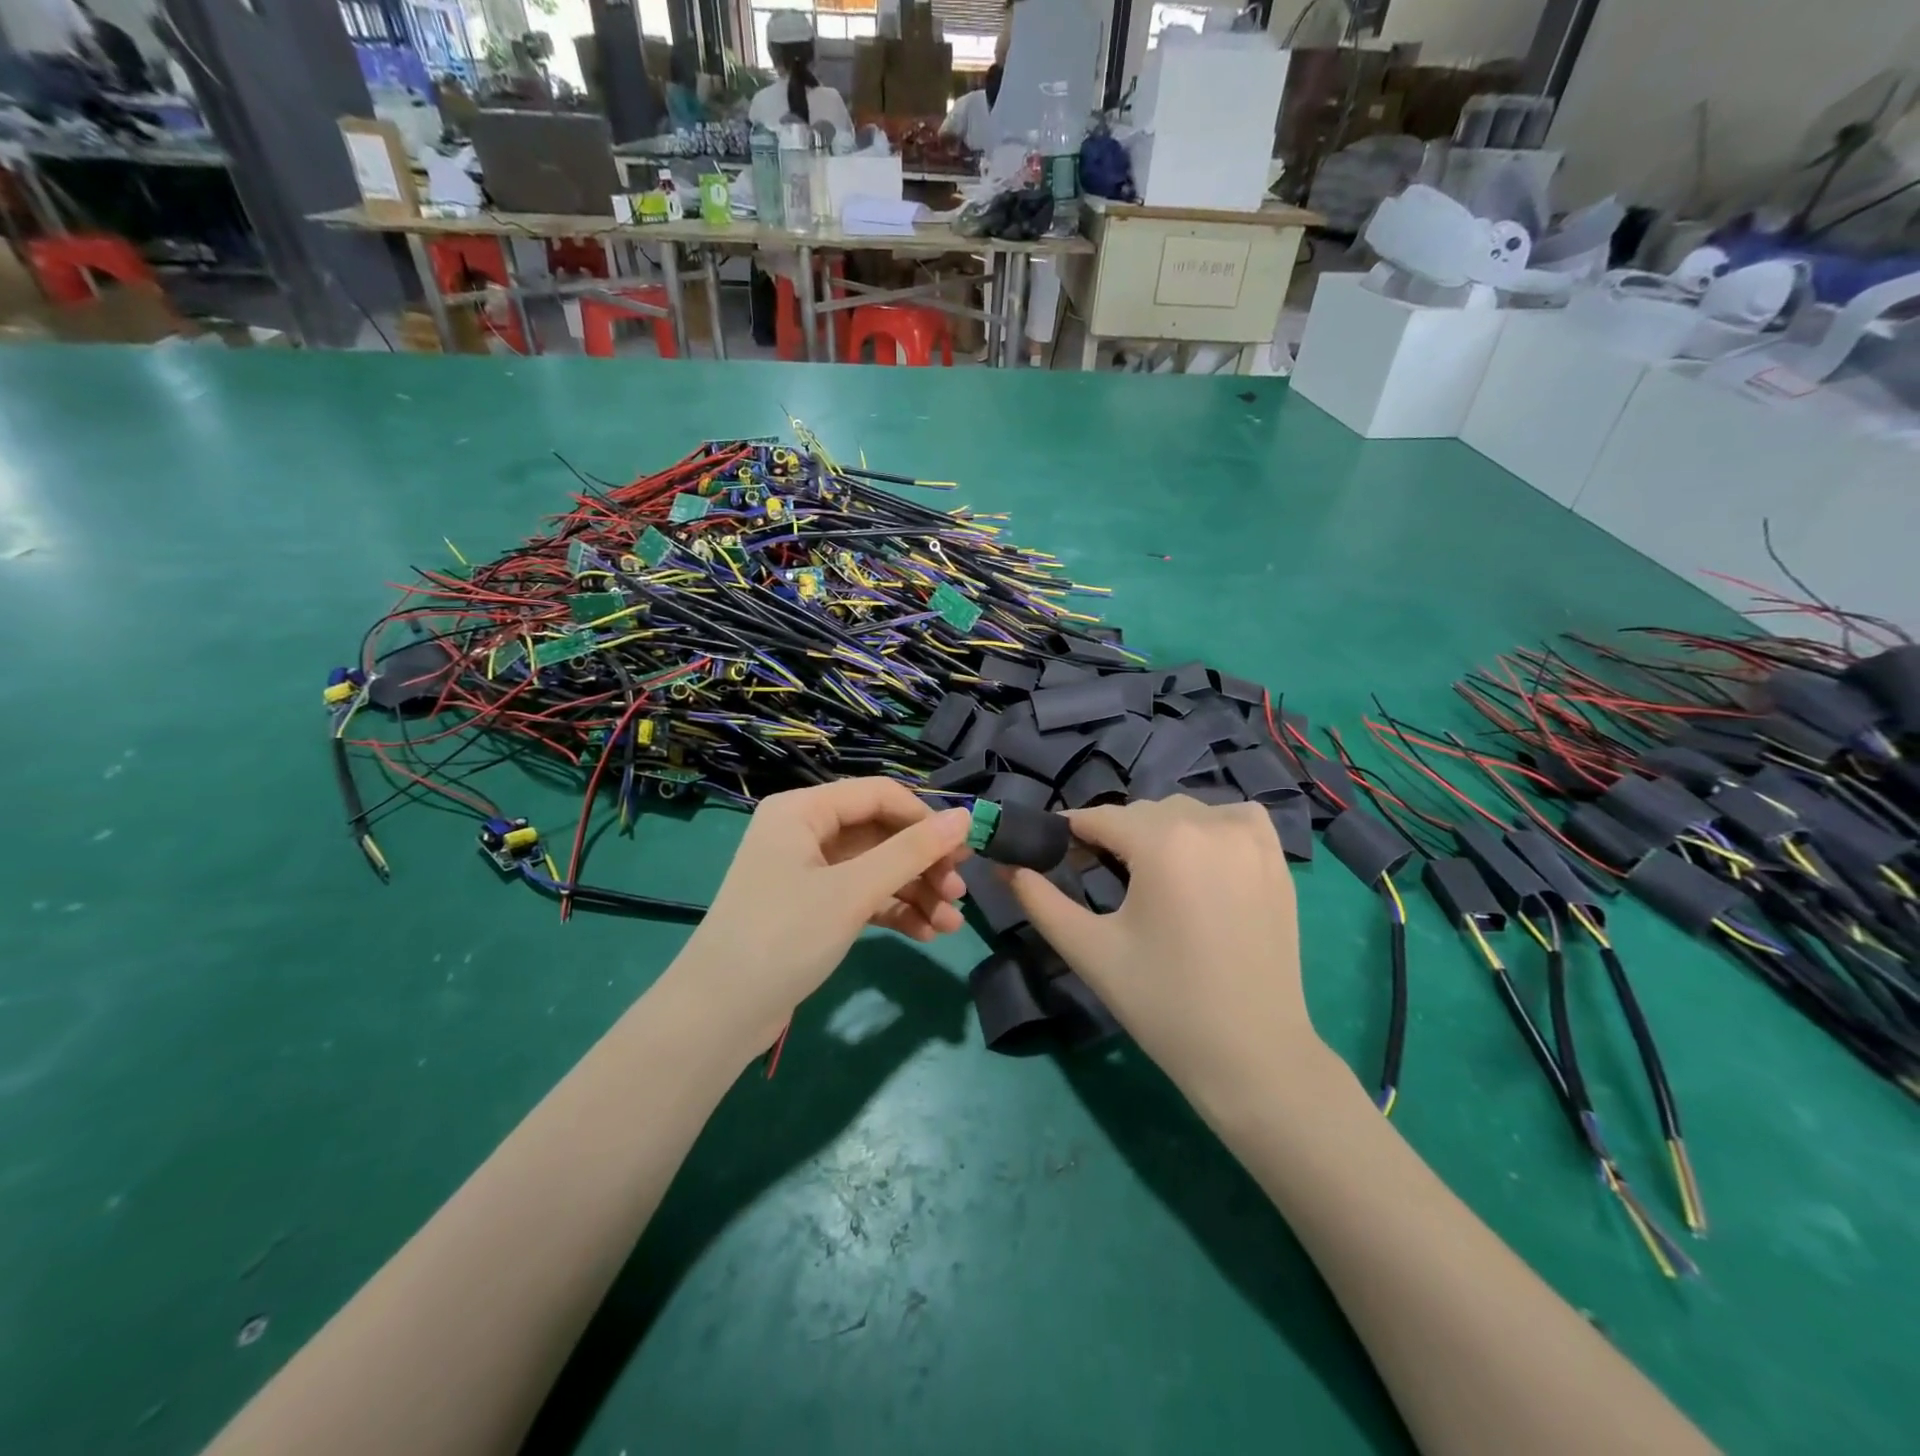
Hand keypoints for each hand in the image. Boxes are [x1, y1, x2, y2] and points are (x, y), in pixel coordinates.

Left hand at [668, 778, 972, 1054]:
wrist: (718, 1016)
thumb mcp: (853, 891)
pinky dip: (893, 911)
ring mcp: (808, 872)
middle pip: (880, 833)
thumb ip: (911, 852)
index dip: (924, 819)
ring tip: (951, 923)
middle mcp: (805, 832)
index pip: (879, 795)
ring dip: (915, 892)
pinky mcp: (813, 907)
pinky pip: (863, 896)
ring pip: (876, 868)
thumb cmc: (784, 936)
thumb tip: (967, 817)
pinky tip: (926, 933)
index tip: (963, 851)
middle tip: (959, 893)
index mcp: (803, 809)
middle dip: (923, 863)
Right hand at [1009, 796, 1315, 1102]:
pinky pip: (1235, 818)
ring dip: (1160, 831)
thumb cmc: (1162, 1003)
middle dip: (1114, 836)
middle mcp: (1209, 825)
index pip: (1100, 818)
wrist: (1250, 1054)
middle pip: (1141, 813)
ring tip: (1152, 876)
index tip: (1057, 856)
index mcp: (1163, 842)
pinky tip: (1203, 859)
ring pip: (1186, 812)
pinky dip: (1213, 826)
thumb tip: (1005, 866)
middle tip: (1100, 878)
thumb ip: (1039, 901)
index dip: (1071, 834)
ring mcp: (1251, 839)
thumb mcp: (1089, 950)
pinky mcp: (1277, 860)